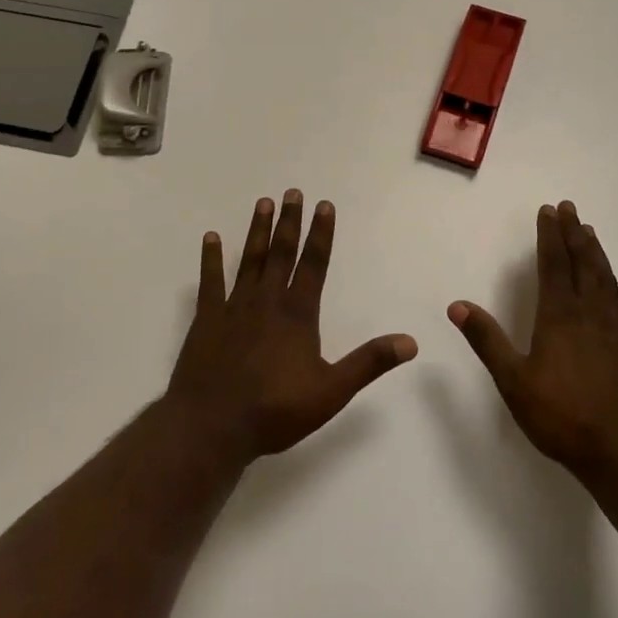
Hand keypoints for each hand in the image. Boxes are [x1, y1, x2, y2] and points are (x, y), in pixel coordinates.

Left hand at [167, 190, 417, 461]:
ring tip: (263, 203)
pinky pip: (210, 281)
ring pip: (249, 259)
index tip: (324, 205)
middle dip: (289, 222)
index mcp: (298, 314)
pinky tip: (210, 237)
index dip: (321, 234)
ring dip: (257, 230)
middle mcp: (267, 301)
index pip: (314, 264)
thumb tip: (410, 342)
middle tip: (292, 192)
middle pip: (281, 253)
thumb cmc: (275, 410)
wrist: (212, 426)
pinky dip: (211, 258)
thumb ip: (369, 363)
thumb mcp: (331, 391)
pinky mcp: (206, 318)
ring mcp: (234, 307)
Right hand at [448, 201, 617, 477]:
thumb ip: (487, 340)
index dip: (549, 237)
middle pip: (582, 264)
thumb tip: (457, 305)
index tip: (547, 211)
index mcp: (559, 317)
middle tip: (569, 208)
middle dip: (573, 234)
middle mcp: (590, 314)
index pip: (553, 265)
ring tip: (590, 231)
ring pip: (608, 279)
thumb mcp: (513, 381)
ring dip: (597, 253)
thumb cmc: (562, 417)